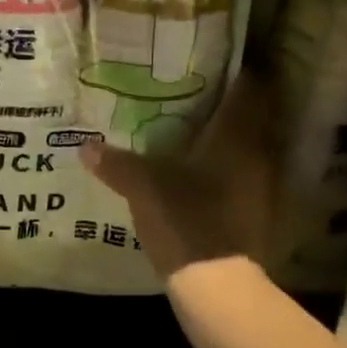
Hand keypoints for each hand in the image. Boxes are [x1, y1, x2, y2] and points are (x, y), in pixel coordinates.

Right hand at [79, 70, 277, 279]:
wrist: (218, 286)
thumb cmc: (187, 221)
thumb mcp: (144, 189)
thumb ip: (116, 164)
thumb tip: (84, 146)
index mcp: (238, 137)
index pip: (250, 88)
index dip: (235, 71)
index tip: (211, 61)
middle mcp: (259, 155)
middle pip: (252, 116)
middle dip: (227, 103)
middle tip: (193, 93)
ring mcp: (262, 187)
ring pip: (249, 147)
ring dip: (227, 138)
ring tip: (192, 131)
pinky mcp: (256, 213)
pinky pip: (243, 176)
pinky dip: (226, 169)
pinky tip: (199, 174)